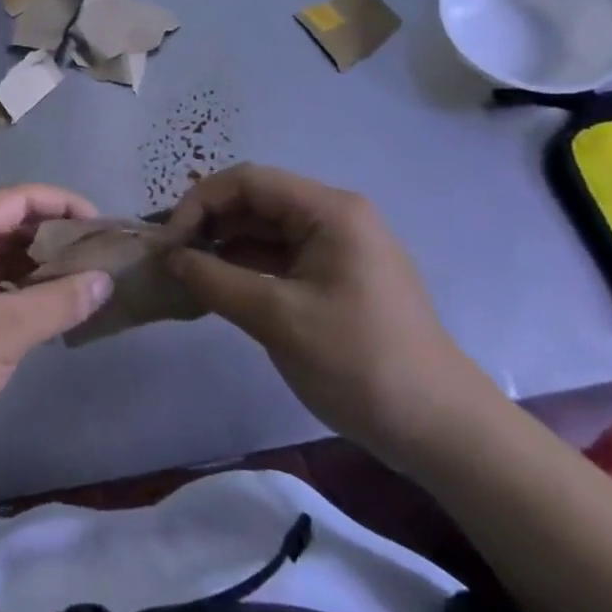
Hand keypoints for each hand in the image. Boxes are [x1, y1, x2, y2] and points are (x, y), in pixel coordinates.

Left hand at [0, 185, 114, 469]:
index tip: (100, 224)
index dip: (61, 203)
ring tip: (80, 281)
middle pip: (7, 222)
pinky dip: (18, 288)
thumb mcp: (7, 331)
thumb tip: (105, 279)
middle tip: (96, 256)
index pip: (17, 198)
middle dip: (52, 235)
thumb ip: (60, 301)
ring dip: (36, 264)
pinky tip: (46, 308)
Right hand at [165, 164, 499, 461]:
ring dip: (223, 246)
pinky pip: (279, 257)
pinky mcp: (335, 278)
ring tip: (185, 272)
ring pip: (264, 230)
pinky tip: (217, 287)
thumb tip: (170, 258)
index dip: (201, 202)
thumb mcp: (279, 319)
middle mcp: (334, 217)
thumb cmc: (361, 363)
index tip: (170, 240)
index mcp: (330, 211)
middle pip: (256, 201)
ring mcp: (337, 248)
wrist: (441, 431)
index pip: (248, 181)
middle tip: (171, 256)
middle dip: (209, 222)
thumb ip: (217, 281)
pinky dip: (245, 267)